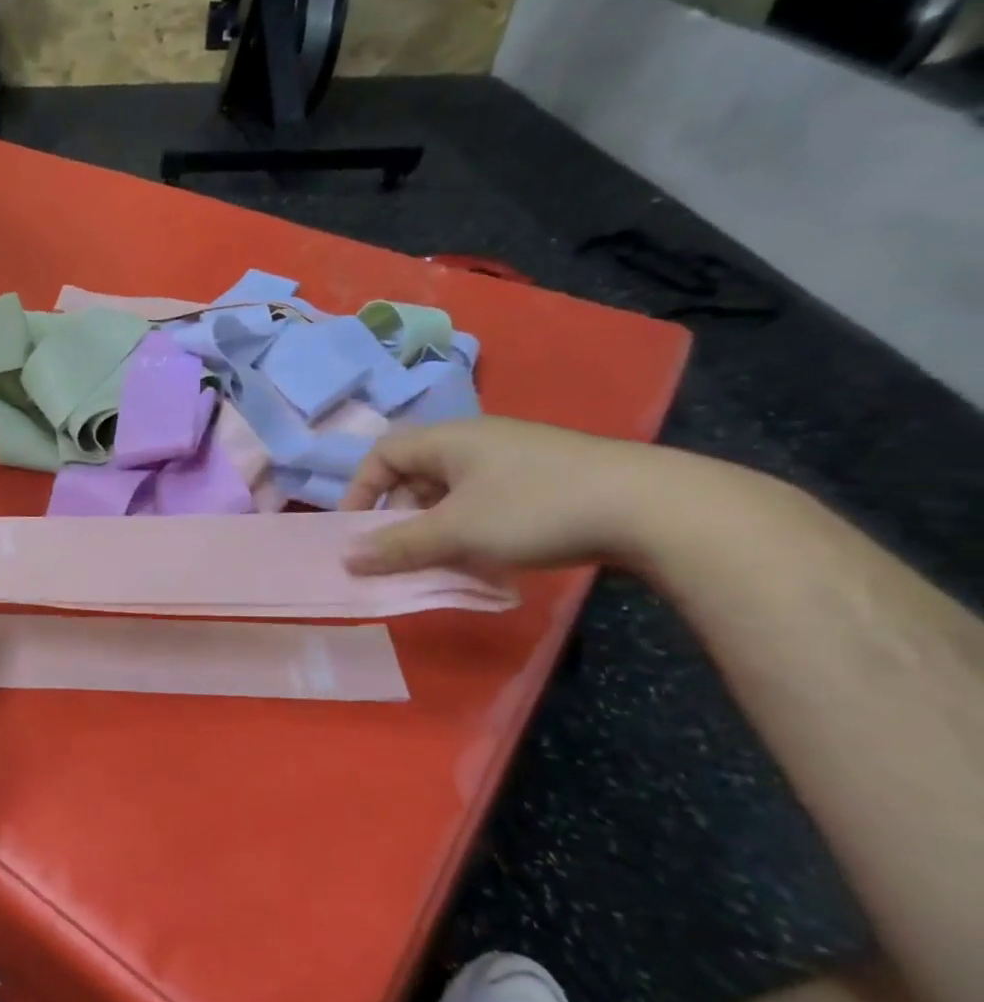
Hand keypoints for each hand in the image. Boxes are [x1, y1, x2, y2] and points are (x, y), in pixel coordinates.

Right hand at [341, 417, 693, 574]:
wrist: (653, 508)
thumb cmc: (535, 509)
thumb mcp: (457, 532)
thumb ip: (398, 546)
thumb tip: (346, 559)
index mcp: (449, 439)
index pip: (383, 455)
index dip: (360, 491)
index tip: (357, 533)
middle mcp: (477, 441)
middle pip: (415, 475)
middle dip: (399, 517)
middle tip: (400, 554)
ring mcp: (514, 459)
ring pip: (451, 494)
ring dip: (435, 529)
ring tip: (442, 562)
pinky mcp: (543, 480)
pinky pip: (484, 503)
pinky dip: (470, 530)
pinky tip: (486, 558)